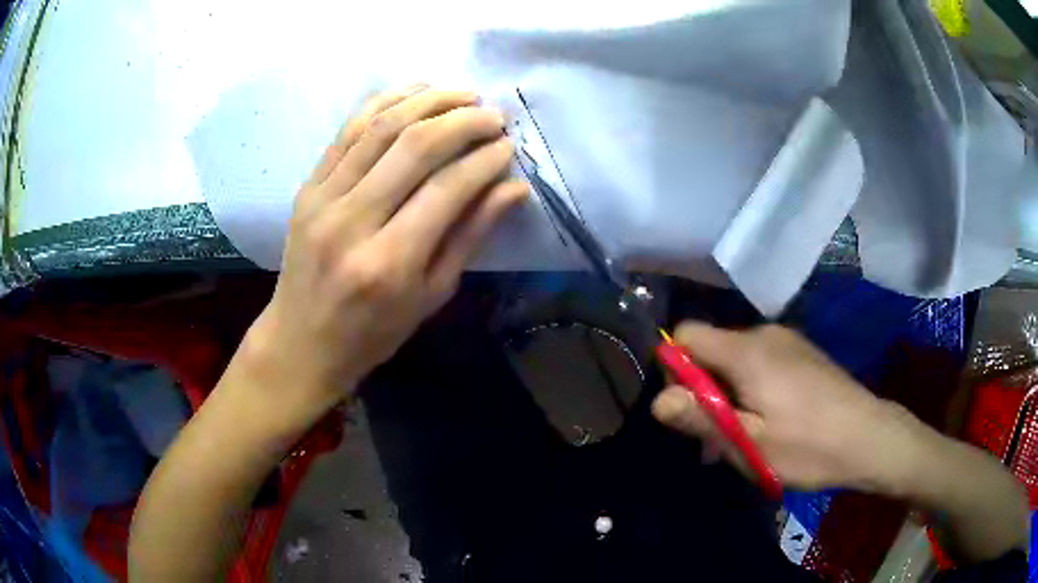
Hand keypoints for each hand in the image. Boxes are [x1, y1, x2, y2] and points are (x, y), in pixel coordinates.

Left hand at [239, 86, 527, 422]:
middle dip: (463, 121)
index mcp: (388, 263)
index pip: (446, 189)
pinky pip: (347, 130)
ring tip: (463, 94)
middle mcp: (351, 222)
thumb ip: (469, 236)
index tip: (508, 148)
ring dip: (428, 100)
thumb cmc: (373, 332)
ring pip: (380, 127)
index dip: (485, 160)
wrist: (301, 340)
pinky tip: (415, 91)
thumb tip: (512, 188)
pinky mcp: (307, 186)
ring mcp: (322, 199)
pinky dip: (384, 102)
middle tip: (493, 116)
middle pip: (414, 146)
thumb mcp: (431, 296)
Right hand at [651, 322, 921, 491]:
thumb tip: (657, 401)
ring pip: (736, 361)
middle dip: (702, 391)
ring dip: (727, 396)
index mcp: (747, 350)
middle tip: (718, 438)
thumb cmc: (809, 446)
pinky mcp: (802, 355)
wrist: (871, 437)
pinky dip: (751, 391)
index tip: (688, 409)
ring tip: (744, 440)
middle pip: (711, 349)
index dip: (674, 369)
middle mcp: (765, 335)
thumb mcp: (750, 444)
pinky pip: (760, 364)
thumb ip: (702, 418)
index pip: (686, 334)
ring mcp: (787, 343)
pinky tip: (768, 425)